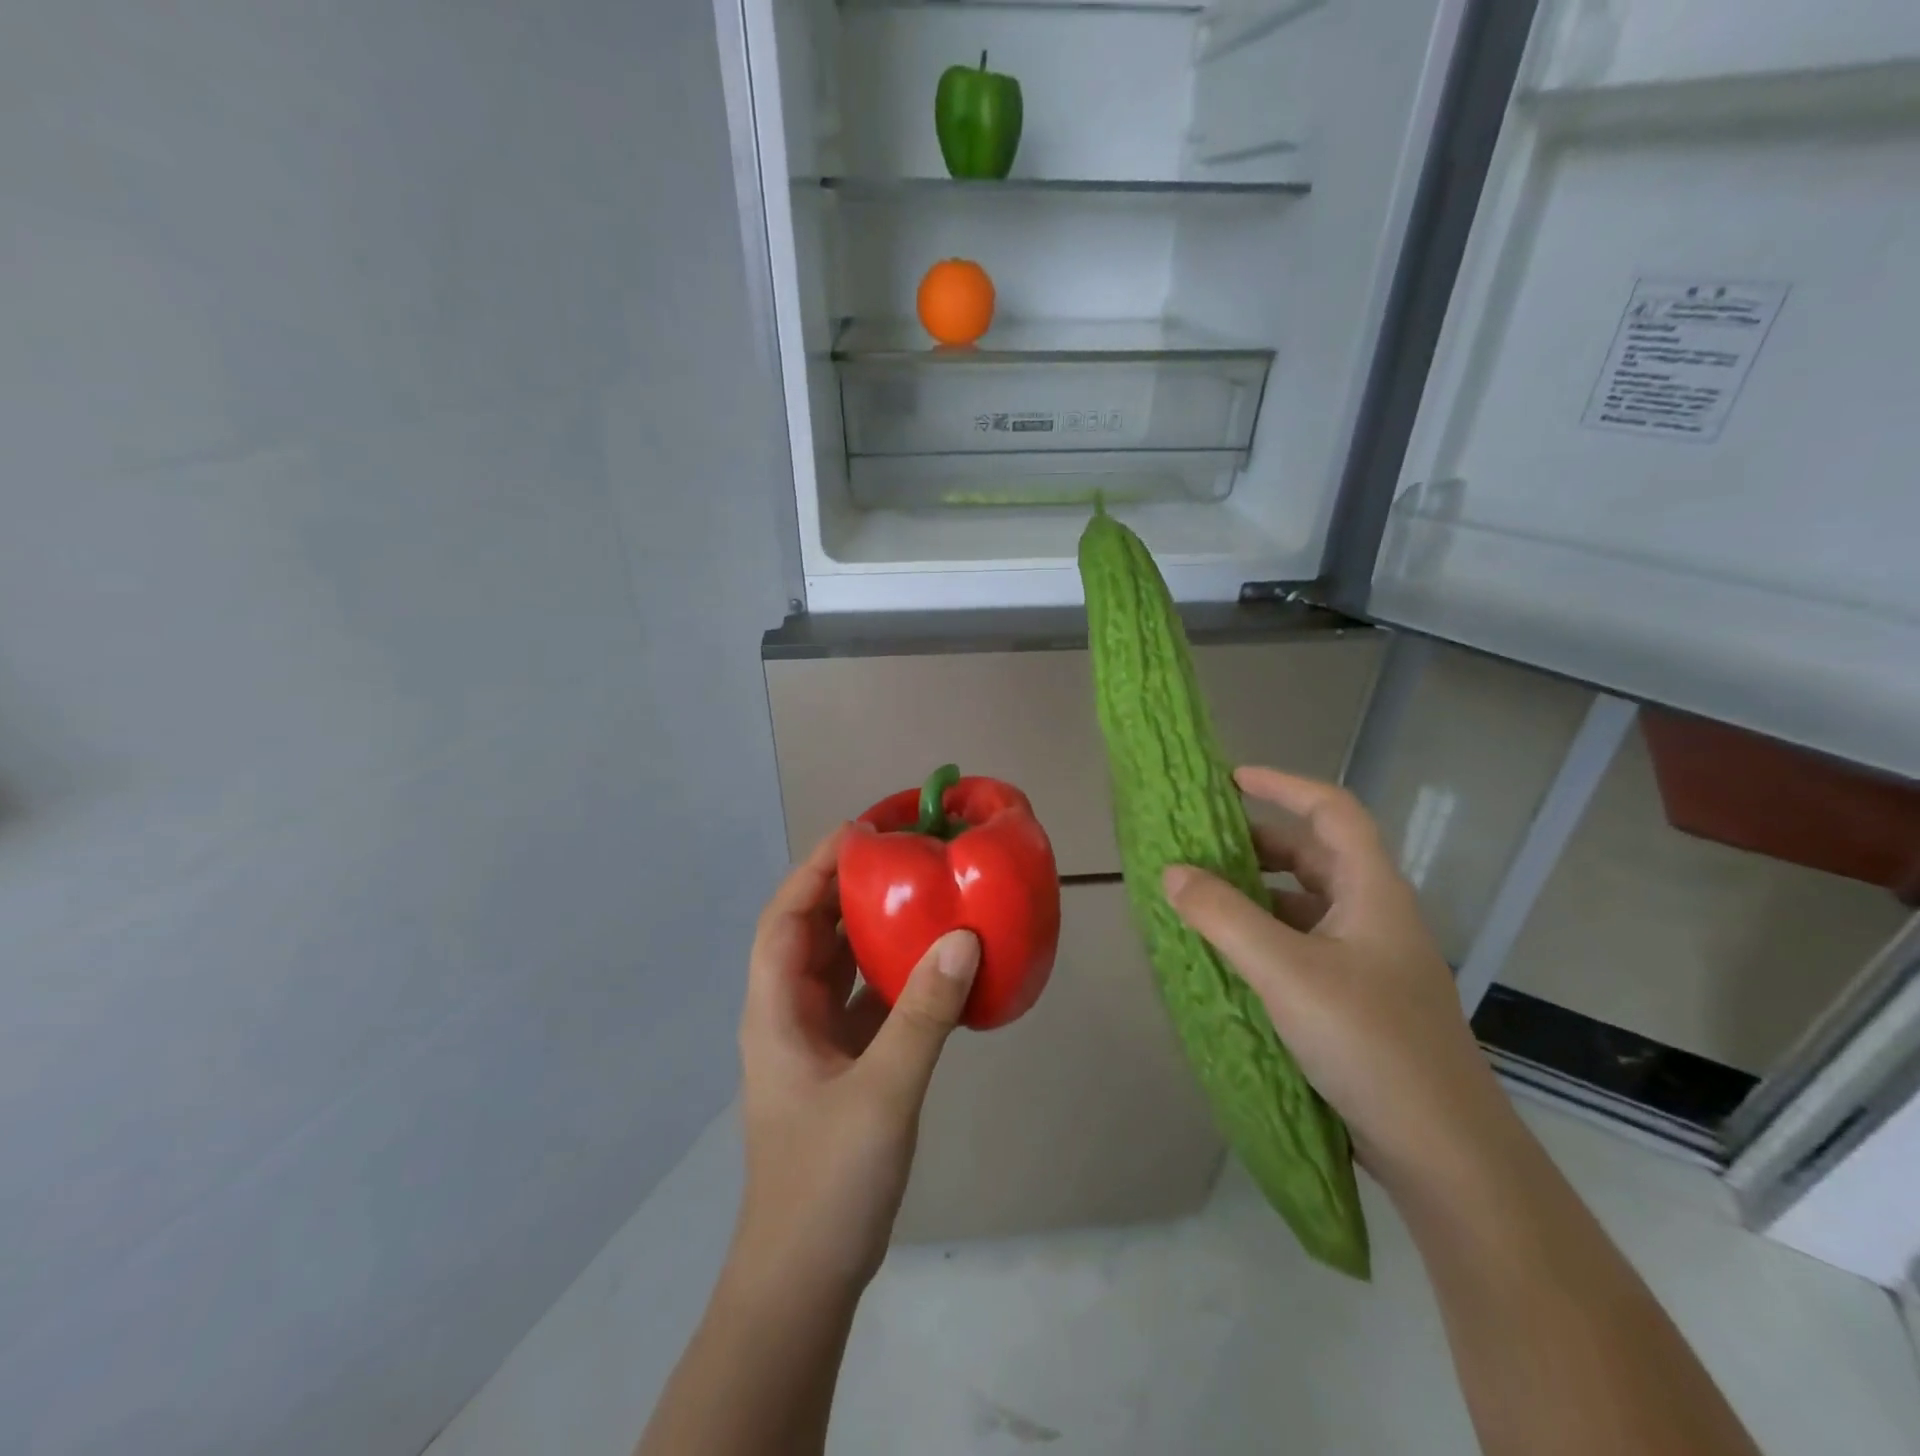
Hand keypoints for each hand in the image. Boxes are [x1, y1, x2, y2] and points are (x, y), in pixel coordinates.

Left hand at [733, 826, 979, 1291]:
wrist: (805, 1279)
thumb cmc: (826, 1182)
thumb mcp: (882, 1092)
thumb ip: (924, 1015)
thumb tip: (963, 938)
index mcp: (776, 1010)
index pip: (787, 917)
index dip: (817, 868)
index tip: (863, 832)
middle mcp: (790, 1014)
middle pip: (814, 932)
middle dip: (849, 888)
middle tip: (902, 854)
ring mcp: (817, 1042)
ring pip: (843, 966)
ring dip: (874, 930)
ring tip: (921, 893)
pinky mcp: (845, 1066)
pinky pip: (869, 1002)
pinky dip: (896, 976)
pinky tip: (935, 965)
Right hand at [1161, 767, 1516, 1201]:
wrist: (1444, 1152)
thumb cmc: (1369, 1043)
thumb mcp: (1286, 972)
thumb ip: (1223, 917)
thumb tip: (1172, 872)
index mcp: (1371, 891)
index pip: (1332, 810)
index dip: (1283, 785)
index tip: (1228, 781)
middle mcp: (1373, 915)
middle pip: (1314, 855)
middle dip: (1255, 842)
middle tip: (1198, 845)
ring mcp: (1367, 960)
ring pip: (1304, 903)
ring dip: (1254, 892)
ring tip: (1200, 897)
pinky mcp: (1355, 999)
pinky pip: (1300, 944)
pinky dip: (1261, 935)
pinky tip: (1226, 954)